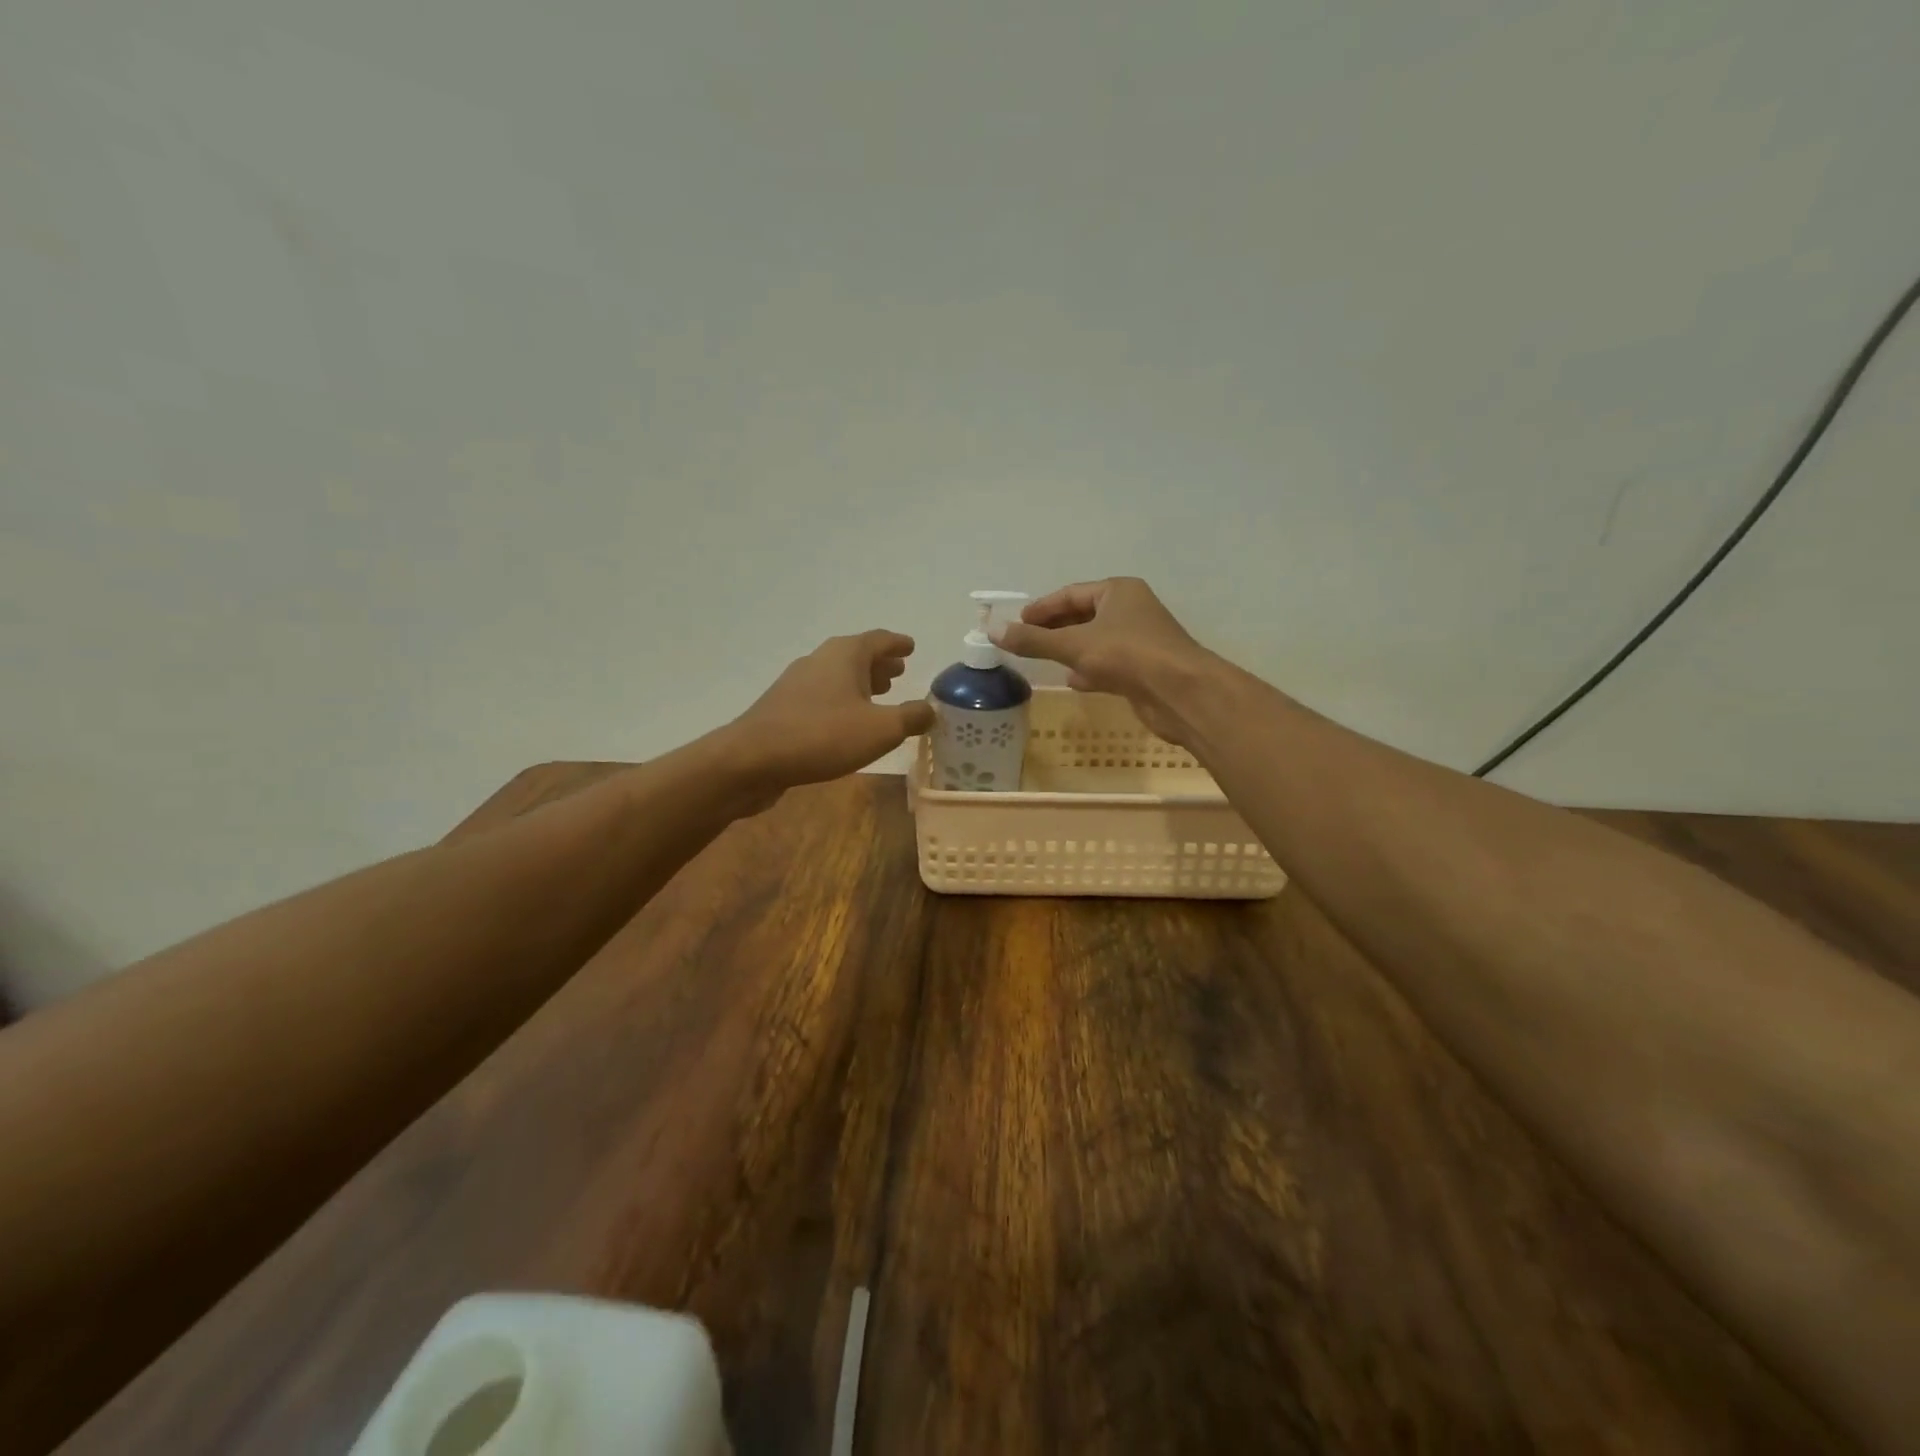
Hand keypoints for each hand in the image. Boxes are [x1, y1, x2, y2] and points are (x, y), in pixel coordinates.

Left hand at [727, 630, 935, 797]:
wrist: (752, 759)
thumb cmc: (823, 736)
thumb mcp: (881, 729)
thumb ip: (911, 717)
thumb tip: (930, 709)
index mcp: (845, 655)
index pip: (878, 640)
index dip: (897, 643)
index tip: (911, 646)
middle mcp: (819, 660)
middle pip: (855, 655)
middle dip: (879, 663)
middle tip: (900, 672)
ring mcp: (797, 683)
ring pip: (837, 676)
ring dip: (860, 682)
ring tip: (879, 695)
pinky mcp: (783, 708)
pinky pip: (821, 696)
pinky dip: (841, 700)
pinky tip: (846, 721)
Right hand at [994, 578, 1212, 744]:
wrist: (1180, 692)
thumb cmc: (1127, 655)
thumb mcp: (1073, 644)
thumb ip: (1033, 640)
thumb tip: (992, 629)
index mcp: (1117, 591)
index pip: (1070, 594)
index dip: (1042, 608)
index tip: (1016, 623)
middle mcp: (1131, 610)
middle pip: (1083, 616)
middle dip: (1054, 630)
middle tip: (1025, 642)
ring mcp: (1139, 640)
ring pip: (1096, 641)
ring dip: (1071, 650)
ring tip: (1043, 661)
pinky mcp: (1144, 669)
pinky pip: (1109, 663)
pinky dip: (1089, 670)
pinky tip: (1073, 681)